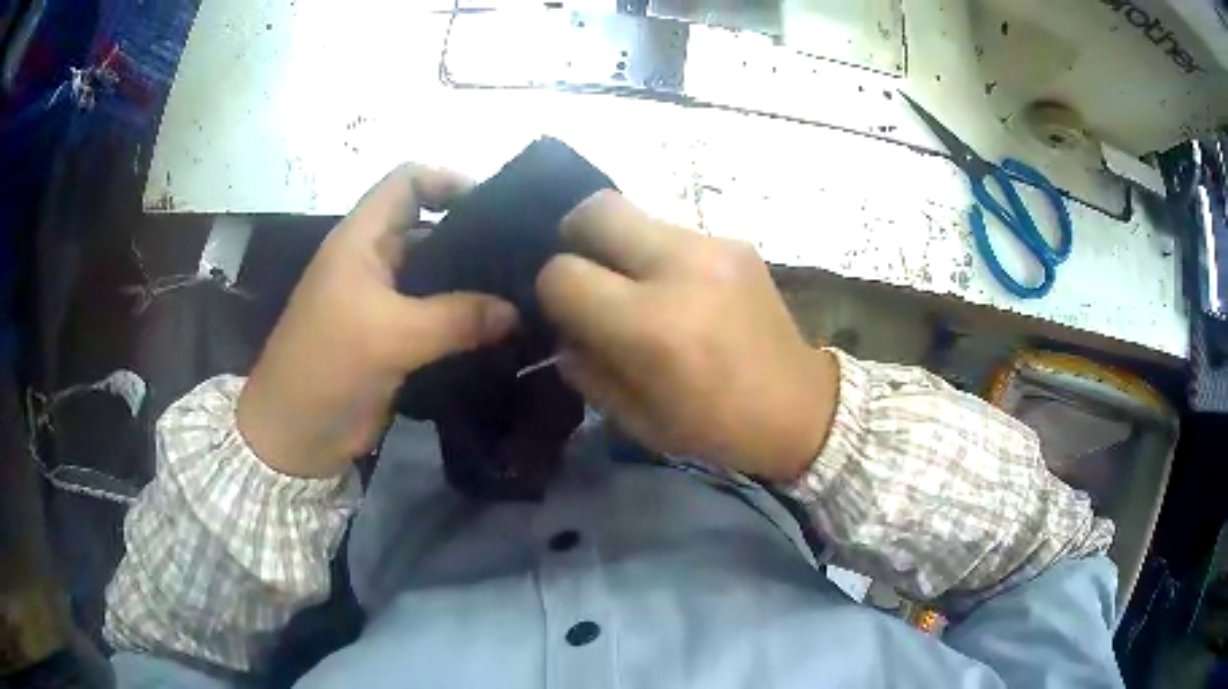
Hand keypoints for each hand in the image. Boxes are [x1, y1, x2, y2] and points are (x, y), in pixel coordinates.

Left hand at [237, 165, 518, 477]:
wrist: (296, 436)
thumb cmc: (327, 366)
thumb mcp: (389, 334)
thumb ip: (456, 318)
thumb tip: (516, 311)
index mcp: (362, 240)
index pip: (406, 182)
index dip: (446, 180)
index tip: (494, 203)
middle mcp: (375, 261)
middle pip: (430, 227)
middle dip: (473, 234)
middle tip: (526, 251)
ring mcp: (385, 302)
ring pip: (437, 276)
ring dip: (474, 282)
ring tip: (525, 289)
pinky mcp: (396, 339)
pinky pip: (438, 318)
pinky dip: (467, 320)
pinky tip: (504, 328)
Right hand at [537, 191, 838, 481]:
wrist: (800, 407)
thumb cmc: (715, 425)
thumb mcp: (635, 417)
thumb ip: (585, 367)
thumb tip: (563, 328)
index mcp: (650, 326)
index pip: (563, 274)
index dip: (552, 292)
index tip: (567, 312)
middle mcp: (680, 269)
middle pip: (595, 210)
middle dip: (574, 236)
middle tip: (586, 270)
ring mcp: (713, 247)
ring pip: (636, 214)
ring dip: (621, 247)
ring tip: (638, 286)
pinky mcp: (736, 242)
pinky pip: (673, 232)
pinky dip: (658, 254)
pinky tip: (680, 289)